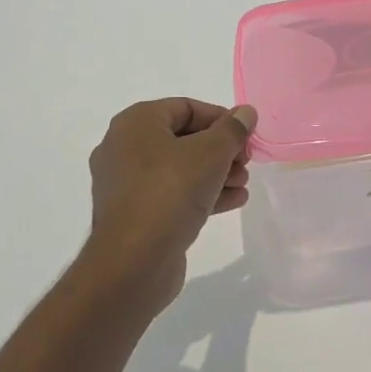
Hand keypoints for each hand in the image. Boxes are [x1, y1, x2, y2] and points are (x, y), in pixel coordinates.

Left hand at [83, 100, 257, 311]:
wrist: (133, 263)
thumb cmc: (170, 192)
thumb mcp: (211, 153)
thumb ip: (232, 129)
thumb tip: (245, 112)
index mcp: (136, 123)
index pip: (186, 108)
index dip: (221, 118)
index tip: (246, 135)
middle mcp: (125, 148)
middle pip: (183, 138)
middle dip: (220, 149)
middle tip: (246, 162)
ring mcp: (126, 184)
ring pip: (179, 168)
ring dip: (216, 173)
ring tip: (244, 184)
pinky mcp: (135, 214)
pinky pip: (172, 194)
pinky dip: (201, 194)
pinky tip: (233, 201)